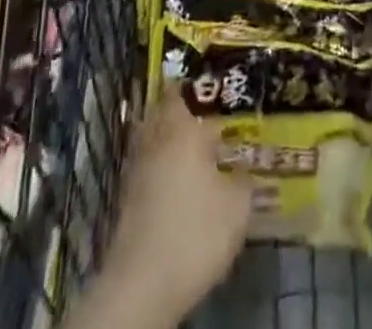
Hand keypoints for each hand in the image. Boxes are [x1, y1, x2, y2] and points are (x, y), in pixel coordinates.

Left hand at [100, 92, 251, 321]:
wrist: (142, 287)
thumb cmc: (195, 233)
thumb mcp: (237, 207)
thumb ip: (244, 180)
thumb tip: (243, 169)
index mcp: (182, 131)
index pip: (181, 93)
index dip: (194, 86)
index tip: (211, 84)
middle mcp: (156, 142)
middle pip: (161, 113)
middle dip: (179, 110)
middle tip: (204, 113)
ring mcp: (136, 172)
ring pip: (152, 141)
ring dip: (168, 139)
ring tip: (193, 147)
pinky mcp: (127, 203)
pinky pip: (146, 169)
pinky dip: (159, 168)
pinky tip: (178, 182)